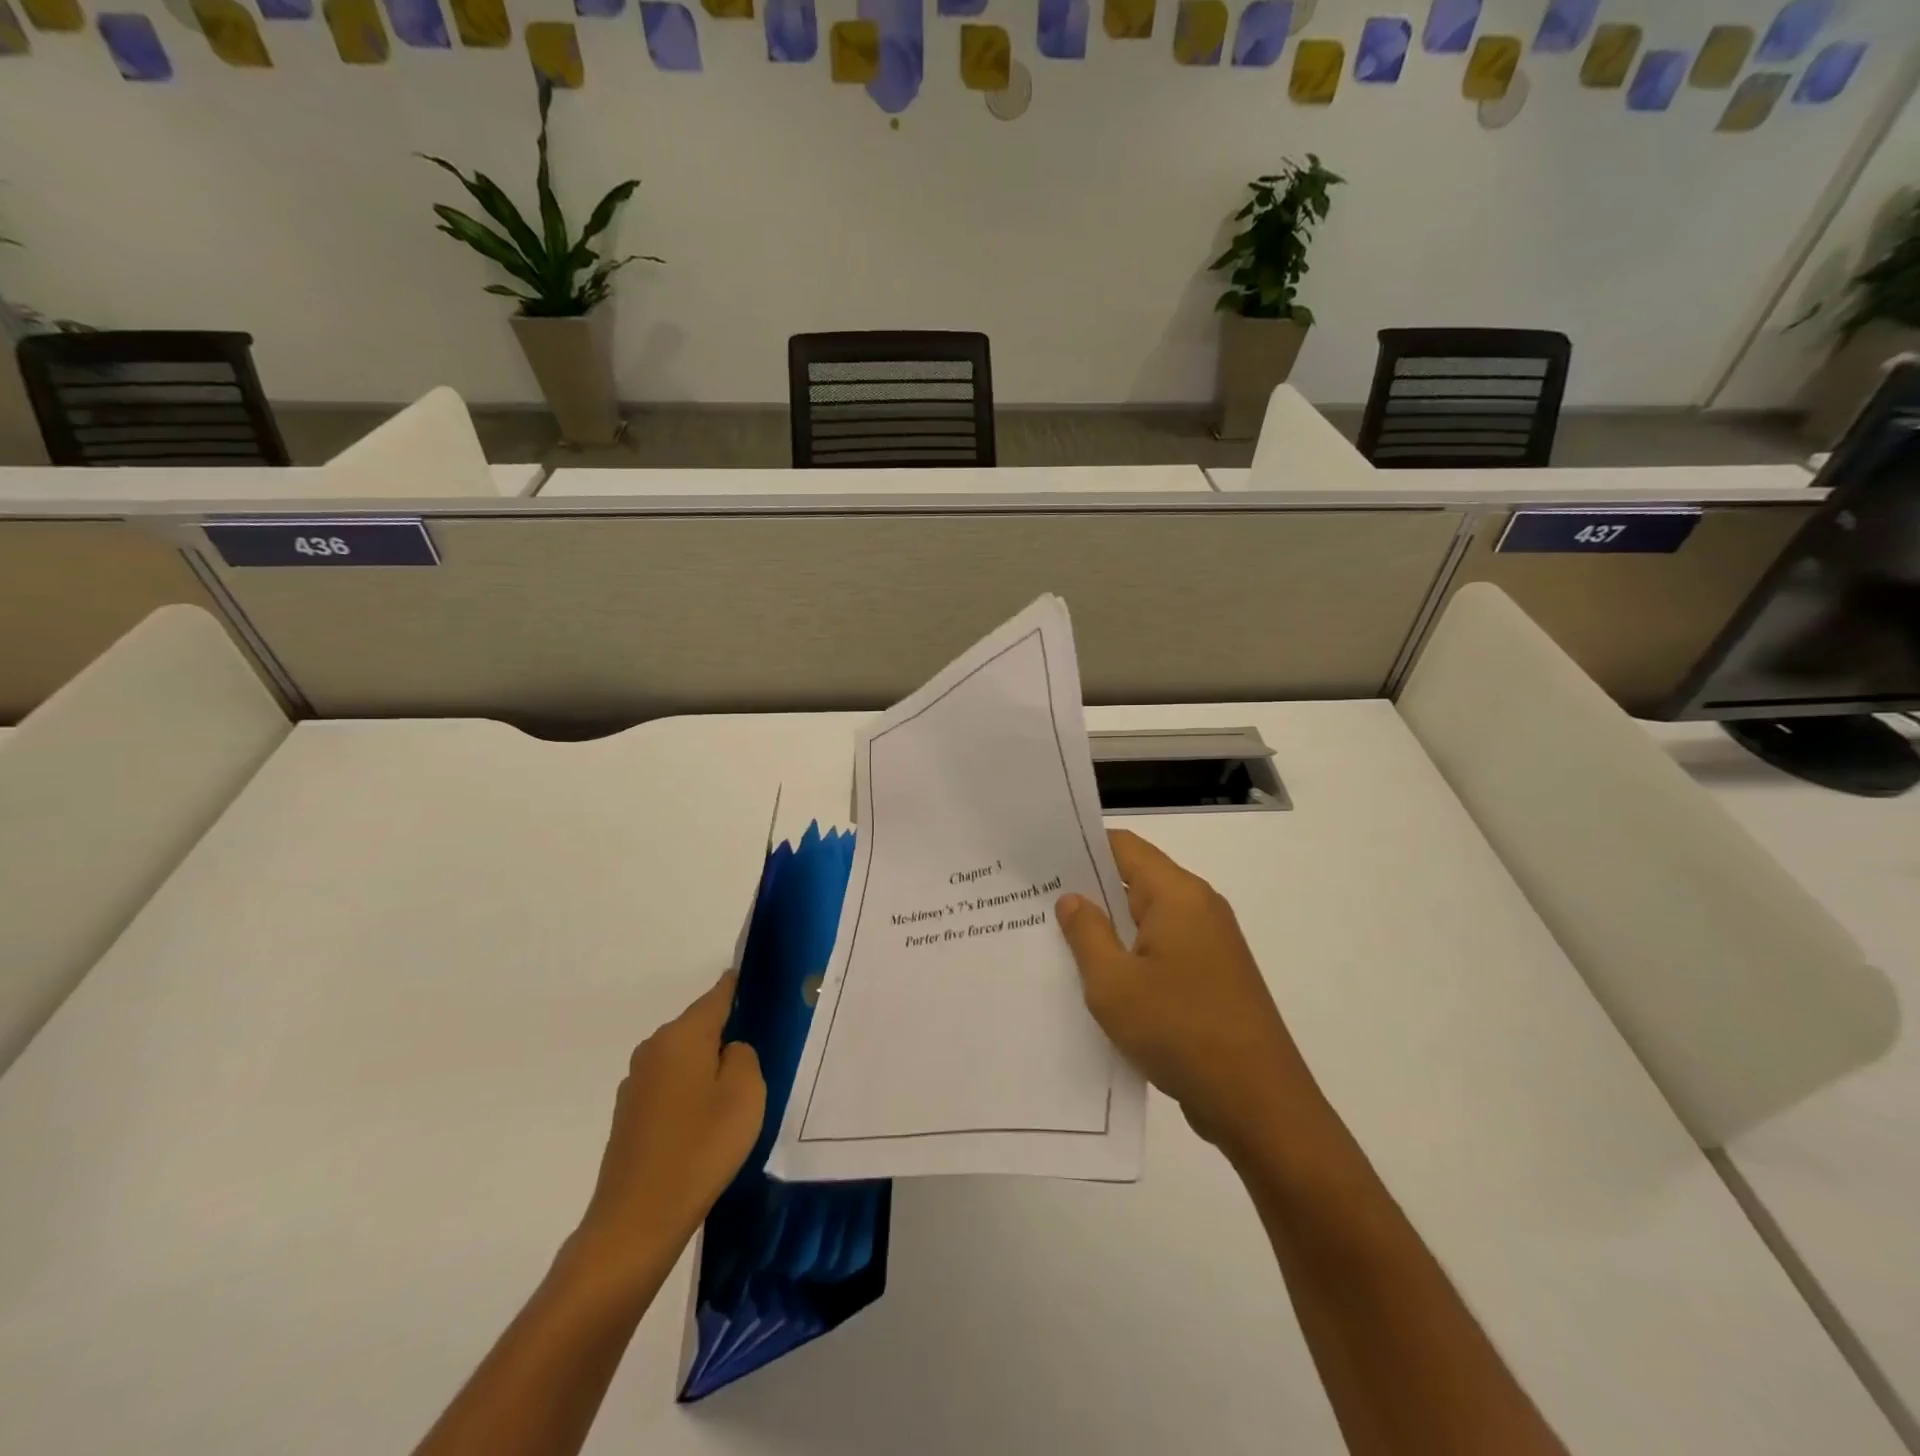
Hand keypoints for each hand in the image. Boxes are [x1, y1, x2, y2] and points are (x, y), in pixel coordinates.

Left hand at [576, 973, 764, 1273]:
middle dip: (726, 1032)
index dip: (739, 985)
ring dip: (707, 1066)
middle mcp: (653, 1048)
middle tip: (760, 1051)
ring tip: (736, 1092)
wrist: (637, 1221)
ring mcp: (636, 1083)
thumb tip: (729, 1050)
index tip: (760, 981)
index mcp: (682, 1035)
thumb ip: (745, 1055)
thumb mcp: (746, 1093)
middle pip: (699, 1026)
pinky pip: (671, 1086)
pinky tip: (706, 1122)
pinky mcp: (629, 1115)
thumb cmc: (701, 1147)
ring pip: (684, 1058)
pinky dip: (690, 1093)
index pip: (718, 994)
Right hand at [1056, 830, 1321, 1158]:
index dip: (1081, 846)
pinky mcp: (1212, 977)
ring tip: (1056, 937)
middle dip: (1088, 889)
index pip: (1124, 847)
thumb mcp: (1114, 984)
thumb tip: (1072, 898)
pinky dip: (1130, 954)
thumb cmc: (1181, 1031)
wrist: (1259, 1104)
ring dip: (1108, 927)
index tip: (1040, 858)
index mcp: (1178, 895)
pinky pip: (1162, 949)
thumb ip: (1087, 933)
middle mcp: (1199, 908)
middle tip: (1036, 899)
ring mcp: (1210, 944)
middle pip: (1136, 880)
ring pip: (1147, 919)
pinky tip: (1097, 977)